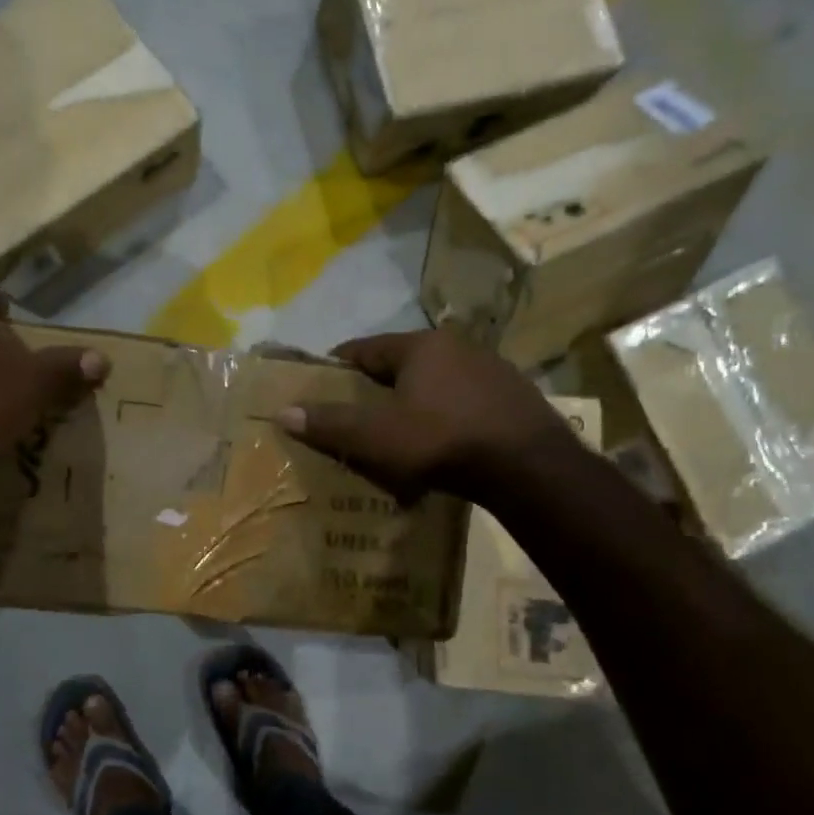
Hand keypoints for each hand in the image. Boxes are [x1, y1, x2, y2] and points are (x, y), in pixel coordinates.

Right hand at [275, 329, 577, 502]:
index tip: (320, 384)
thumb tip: (283, 411)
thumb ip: (331, 423)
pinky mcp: (514, 397)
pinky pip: (464, 401)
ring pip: (436, 382)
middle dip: (377, 387)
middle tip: (357, 415)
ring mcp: (492, 370)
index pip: (365, 348)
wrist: (530, 468)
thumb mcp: (377, 437)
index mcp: (421, 346)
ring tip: (398, 433)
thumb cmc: (442, 442)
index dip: (338, 366)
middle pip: (402, 364)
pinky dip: (445, 416)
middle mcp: (457, 347)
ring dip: (414, 402)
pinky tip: (442, 443)